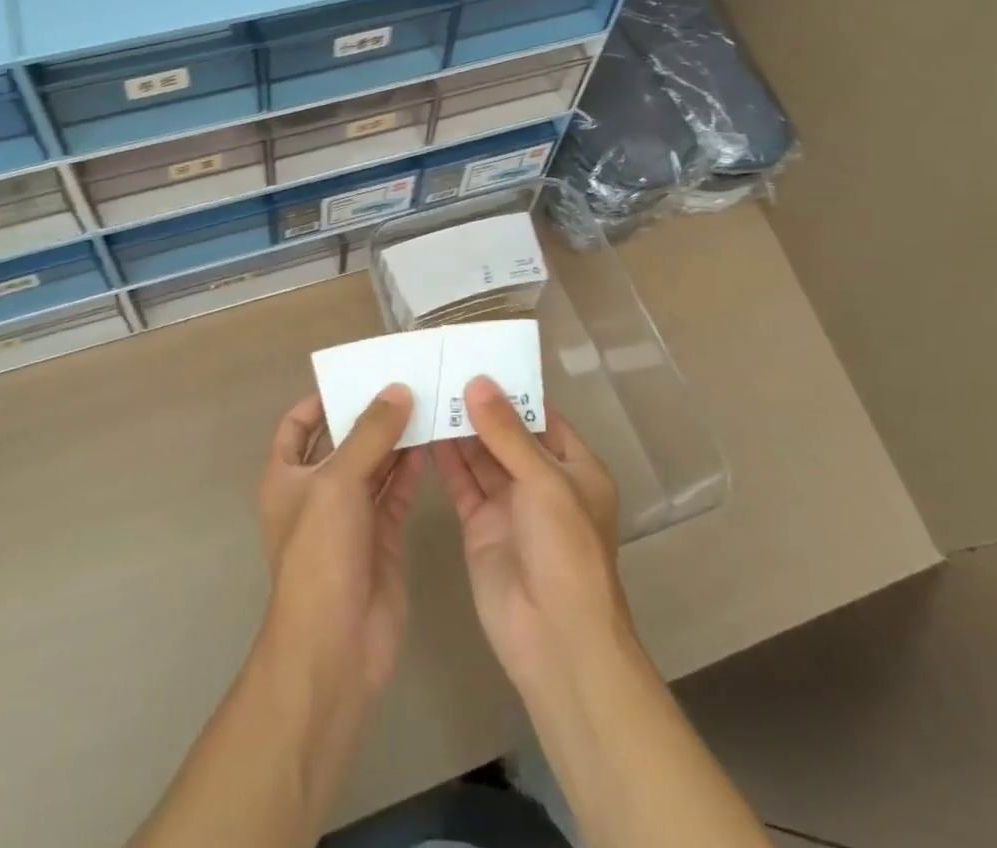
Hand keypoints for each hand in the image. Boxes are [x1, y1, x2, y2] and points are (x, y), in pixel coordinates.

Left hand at [257, 385, 425, 698]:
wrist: (335, 646)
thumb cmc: (320, 554)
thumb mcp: (338, 483)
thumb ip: (370, 434)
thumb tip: (397, 390)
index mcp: (287, 476)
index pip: (298, 425)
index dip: (320, 400)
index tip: (356, 376)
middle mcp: (317, 492)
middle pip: (342, 441)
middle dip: (368, 414)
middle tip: (404, 380)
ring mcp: (351, 516)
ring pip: (374, 465)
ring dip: (396, 438)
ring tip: (426, 402)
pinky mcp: (382, 537)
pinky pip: (397, 492)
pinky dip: (412, 469)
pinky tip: (433, 442)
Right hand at [434, 377, 627, 691]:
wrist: (556, 640)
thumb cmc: (566, 550)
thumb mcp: (544, 482)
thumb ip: (508, 433)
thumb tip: (477, 382)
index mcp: (574, 468)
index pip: (541, 416)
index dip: (511, 389)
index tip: (476, 357)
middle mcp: (542, 482)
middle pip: (506, 434)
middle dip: (478, 406)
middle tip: (440, 369)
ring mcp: (509, 505)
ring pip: (480, 456)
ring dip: (458, 428)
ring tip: (426, 391)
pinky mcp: (480, 526)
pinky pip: (461, 484)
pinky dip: (444, 460)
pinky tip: (421, 432)